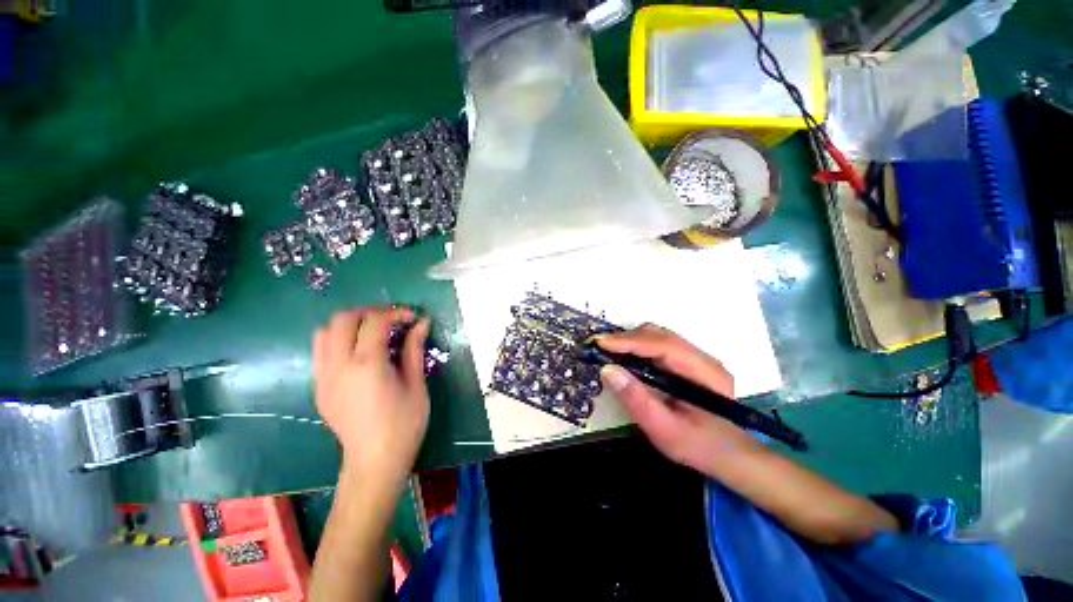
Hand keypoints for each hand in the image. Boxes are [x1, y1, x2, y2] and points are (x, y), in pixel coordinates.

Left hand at [313, 307, 431, 482]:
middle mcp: (339, 366)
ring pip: (324, 332)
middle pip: (343, 319)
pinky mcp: (318, 388)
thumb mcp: (416, 384)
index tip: (412, 318)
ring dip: (349, 325)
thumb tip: (422, 323)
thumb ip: (414, 349)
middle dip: (370, 313)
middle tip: (392, 322)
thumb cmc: (404, 424)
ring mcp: (323, 377)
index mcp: (368, 365)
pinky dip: (338, 341)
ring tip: (372, 333)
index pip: (374, 321)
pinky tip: (359, 354)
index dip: (396, 313)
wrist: (374, 462)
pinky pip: (321, 351)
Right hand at [597, 323, 759, 472]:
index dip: (629, 341)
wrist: (730, 456)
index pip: (663, 345)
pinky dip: (638, 346)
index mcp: (704, 373)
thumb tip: (608, 370)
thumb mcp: (664, 431)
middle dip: (626, 338)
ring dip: (631, 340)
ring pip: (658, 336)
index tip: (600, 343)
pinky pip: (658, 344)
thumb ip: (636, 400)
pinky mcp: (688, 362)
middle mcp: (703, 358)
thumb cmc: (699, 446)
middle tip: (600, 348)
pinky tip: (625, 356)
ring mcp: (696, 358)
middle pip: (660, 335)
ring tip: (608, 351)